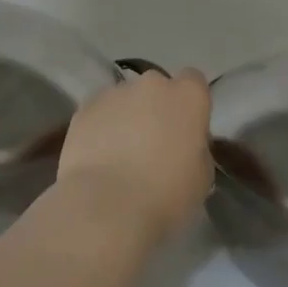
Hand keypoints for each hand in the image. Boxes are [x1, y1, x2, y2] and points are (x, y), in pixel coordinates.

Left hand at [55, 68, 212, 247]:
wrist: (106, 205)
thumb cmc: (165, 194)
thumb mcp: (202, 177)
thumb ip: (197, 148)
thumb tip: (185, 145)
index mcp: (188, 96)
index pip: (194, 81)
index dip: (189, 103)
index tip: (186, 128)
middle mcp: (152, 84)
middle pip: (157, 88)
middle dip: (156, 108)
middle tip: (153, 143)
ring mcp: (115, 92)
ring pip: (125, 99)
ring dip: (127, 117)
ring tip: (120, 154)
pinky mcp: (85, 107)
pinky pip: (99, 112)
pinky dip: (100, 127)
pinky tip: (98, 156)